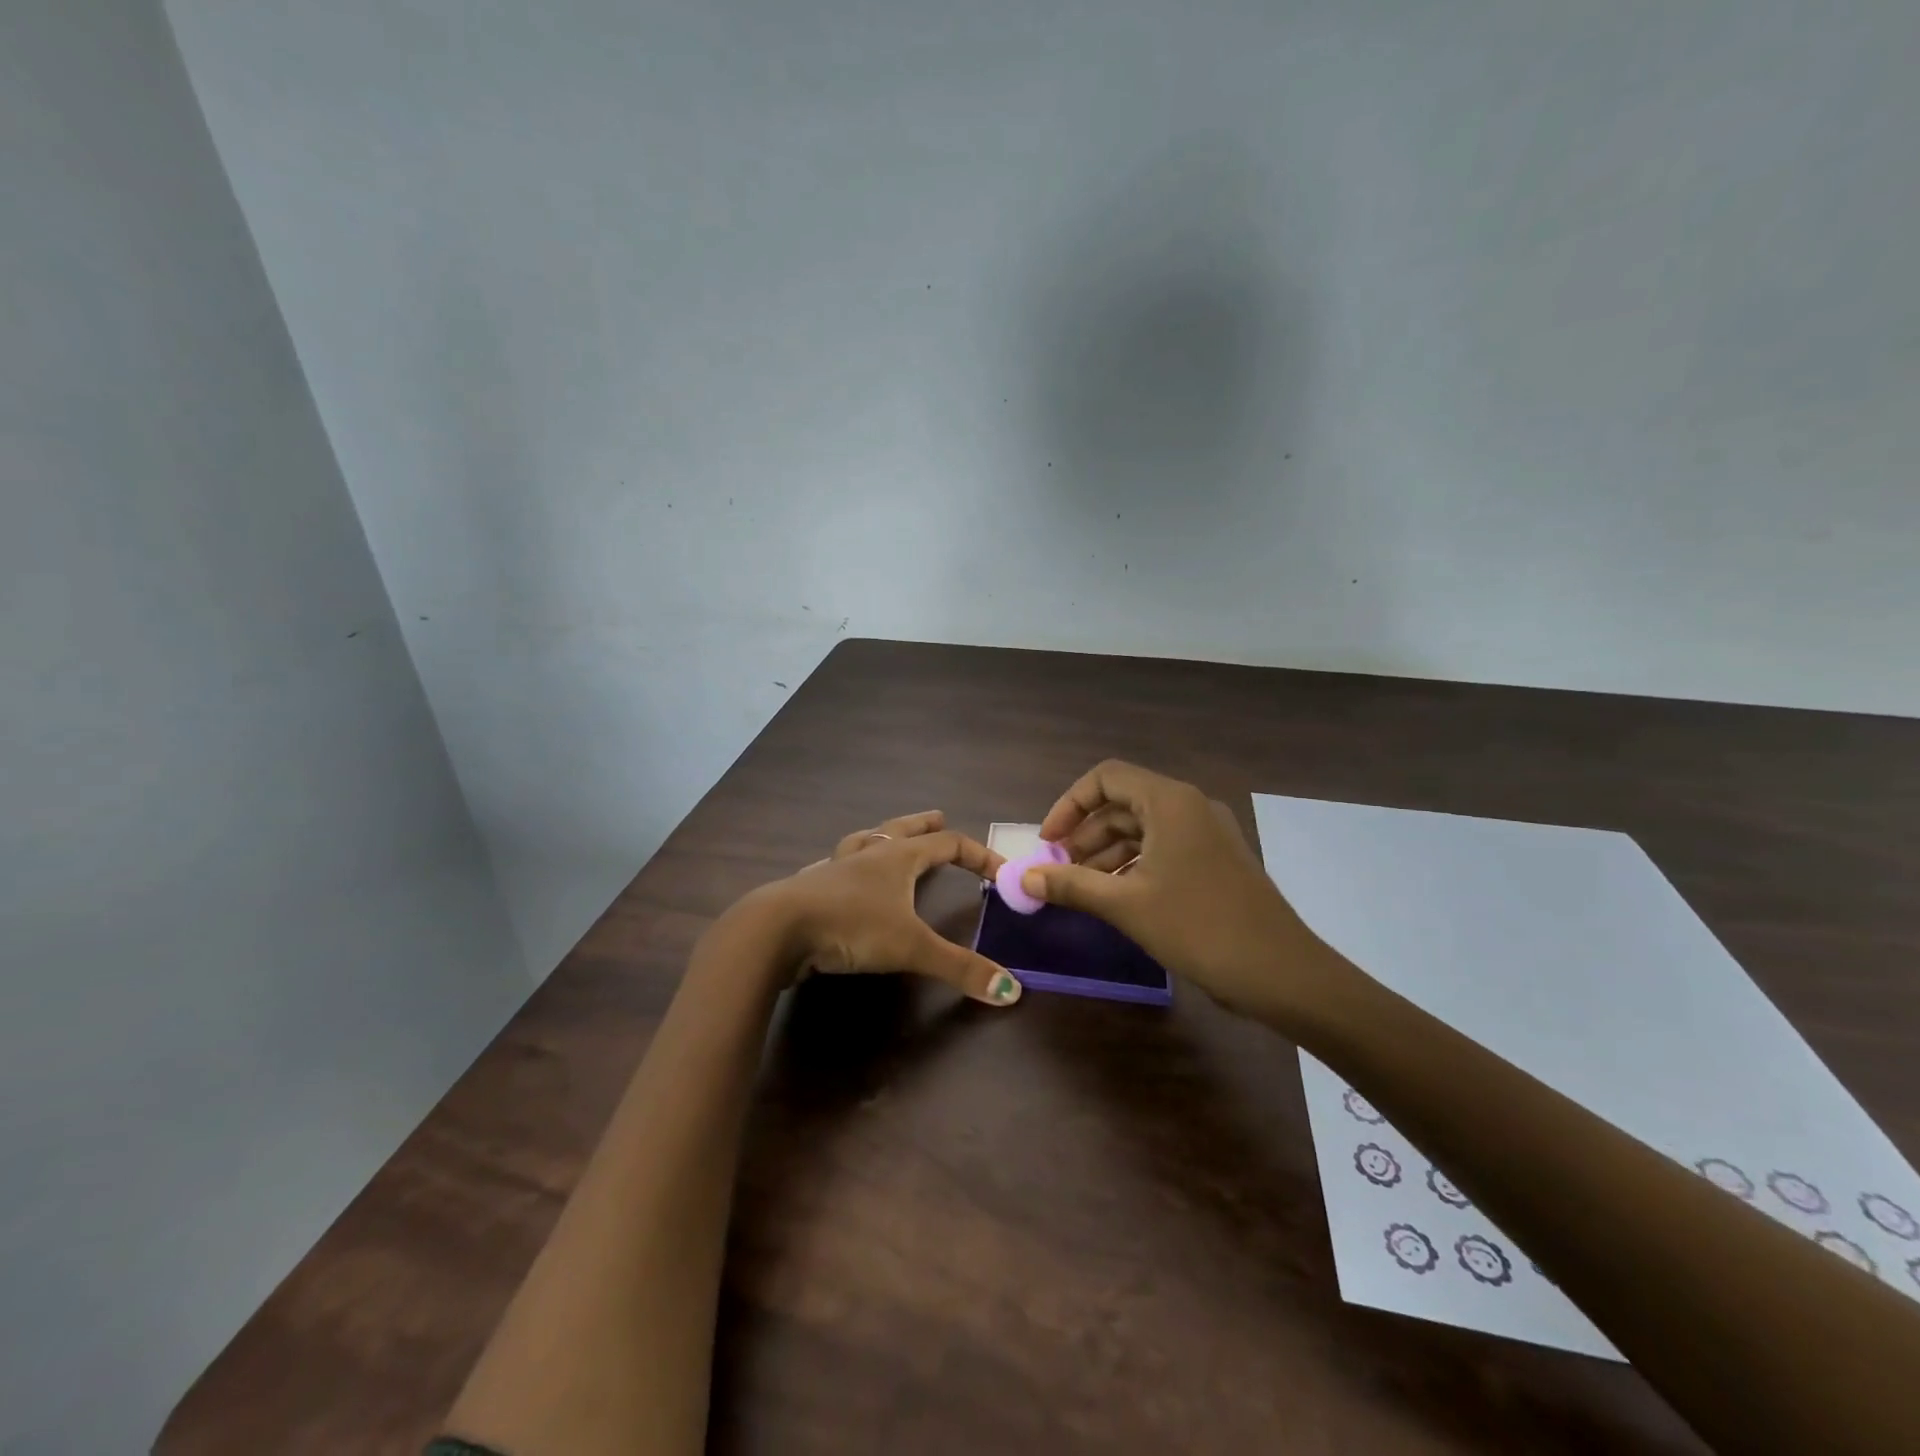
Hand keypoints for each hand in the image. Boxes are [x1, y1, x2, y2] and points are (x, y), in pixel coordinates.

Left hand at [742, 811, 1023, 1006]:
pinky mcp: (810, 888)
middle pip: (902, 829)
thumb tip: (1011, 990)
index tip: (999, 871)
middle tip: (939, 817)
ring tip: (888, 838)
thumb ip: (959, 968)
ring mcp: (835, 869)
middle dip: (924, 825)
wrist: (776, 930)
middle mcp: (868, 855)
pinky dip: (847, 865)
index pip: (948, 844)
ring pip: (865, 841)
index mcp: (897, 858)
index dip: (978, 854)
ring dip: (883, 837)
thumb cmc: (851, 927)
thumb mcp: (911, 948)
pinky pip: (835, 866)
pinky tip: (840, 873)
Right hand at [1021, 761, 1334, 1021]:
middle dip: (1085, 834)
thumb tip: (1024, 878)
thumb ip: (1071, 885)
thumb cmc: (1198, 927)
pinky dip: (1134, 865)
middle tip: (1059, 870)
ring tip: (1081, 888)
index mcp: (1169, 802)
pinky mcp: (1217, 860)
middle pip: (1123, 803)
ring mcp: (1207, 833)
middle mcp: (1189, 806)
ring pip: (1143, 828)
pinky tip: (1116, 897)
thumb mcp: (1126, 905)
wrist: (1281, 973)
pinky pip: (1164, 848)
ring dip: (1107, 853)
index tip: (1048, 842)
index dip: (1069, 804)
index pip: (1106, 778)